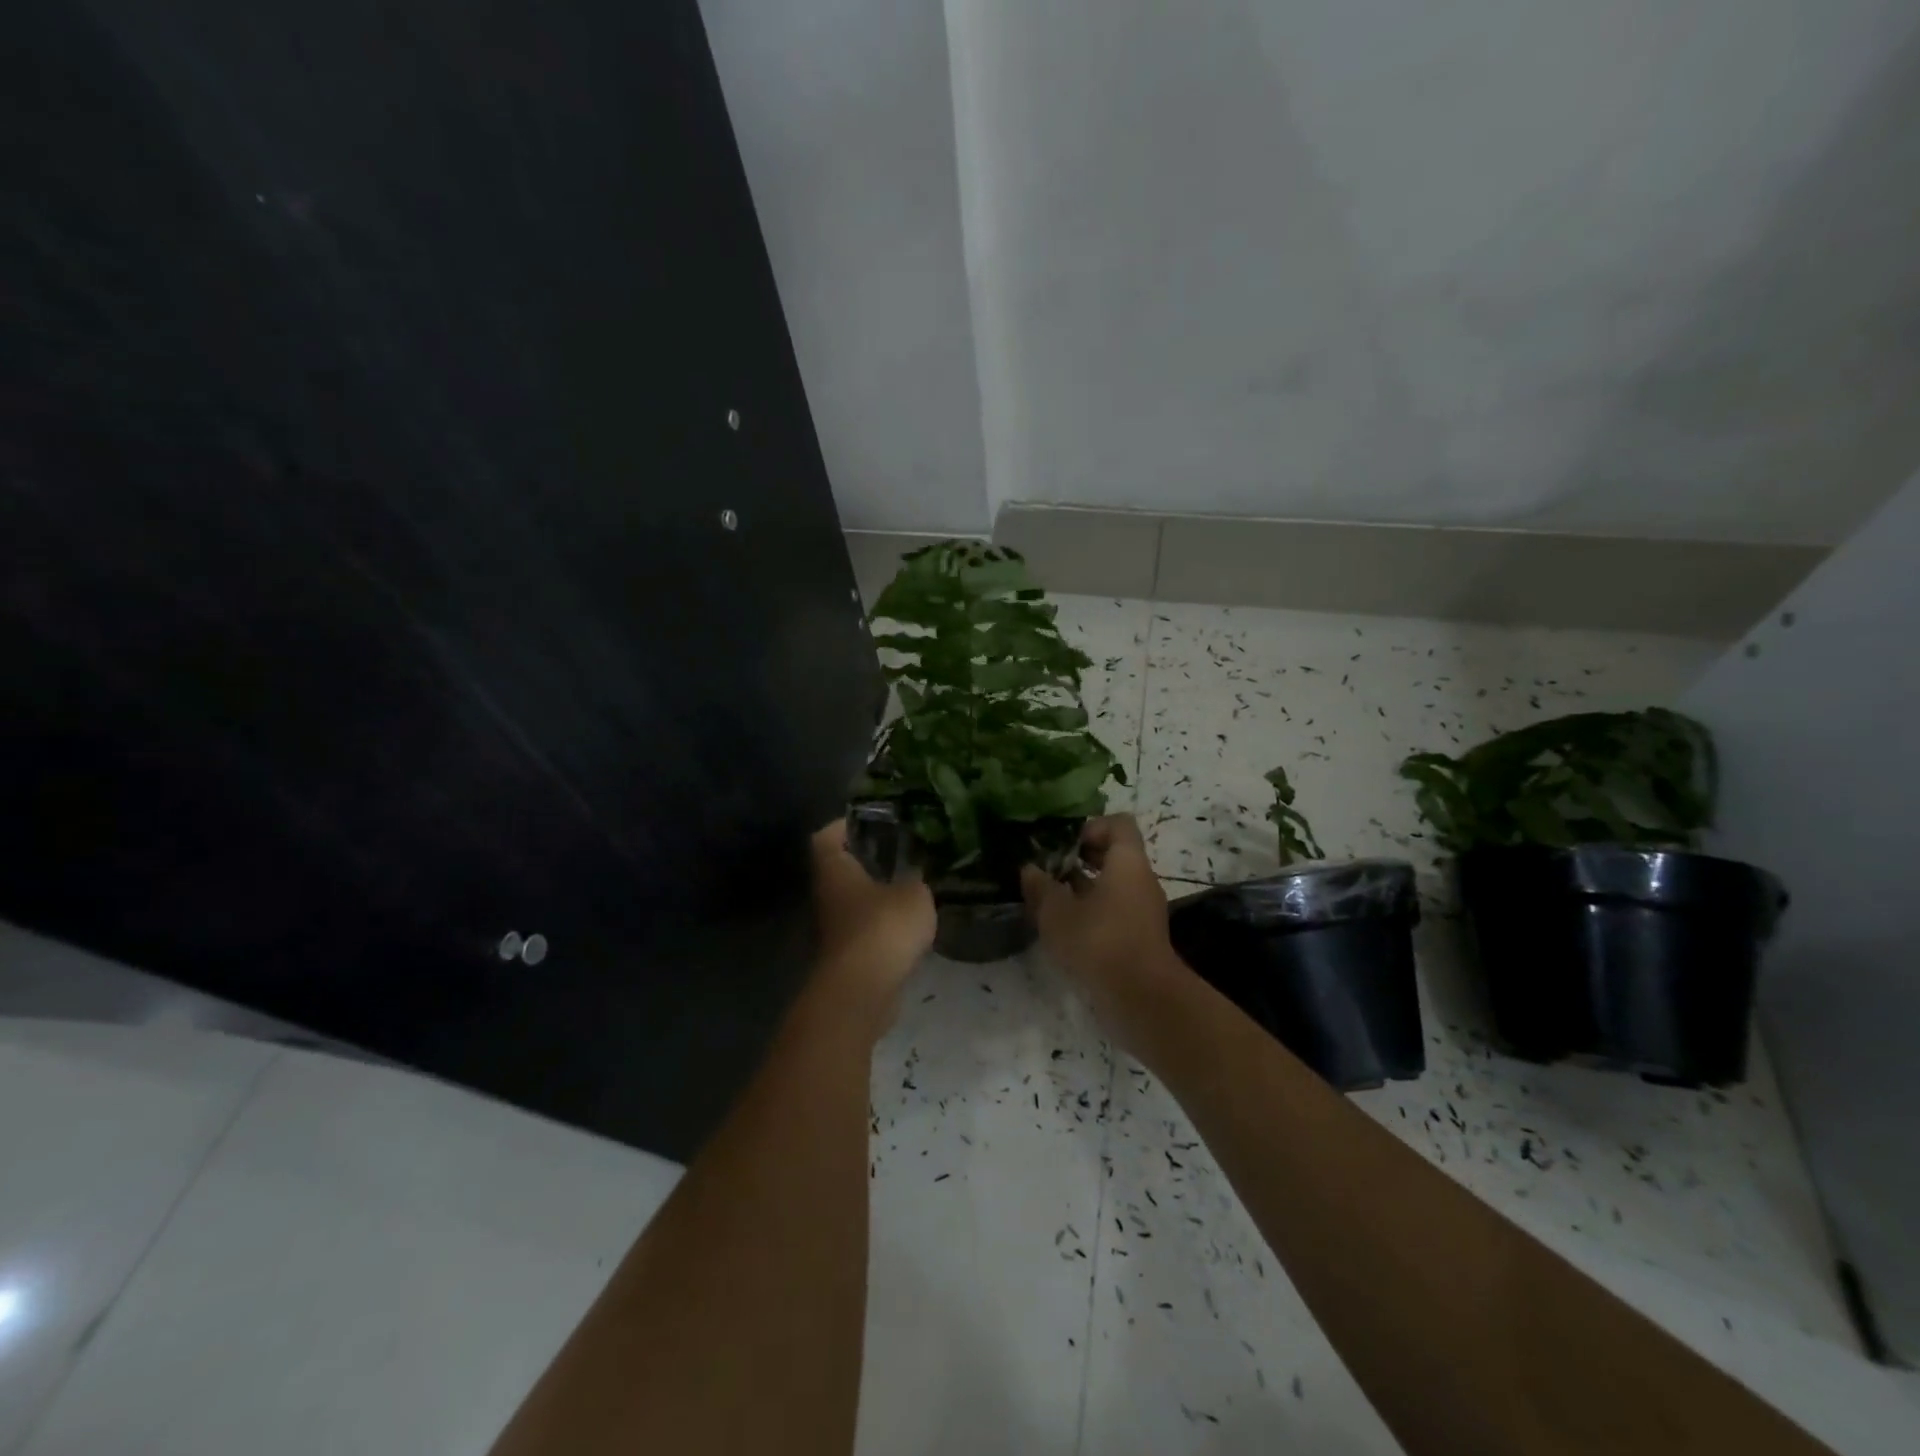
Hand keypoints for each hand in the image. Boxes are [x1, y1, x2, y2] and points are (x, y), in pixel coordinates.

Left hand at [808, 819, 935, 1019]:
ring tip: (913, 883)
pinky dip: (884, 923)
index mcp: (835, 870)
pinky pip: (866, 928)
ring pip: (855, 899)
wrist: (862, 992)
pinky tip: (911, 921)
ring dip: (878, 892)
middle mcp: (827, 895)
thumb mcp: (914, 893)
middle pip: (841, 868)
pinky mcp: (849, 955)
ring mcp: (835, 927)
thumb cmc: (882, 928)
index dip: (846, 824)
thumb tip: (916, 871)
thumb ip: (916, 877)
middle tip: (903, 849)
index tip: (874, 820)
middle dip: (868, 859)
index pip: (827, 836)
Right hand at [1021, 815, 1189, 1050]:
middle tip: (1048, 869)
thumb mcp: (1057, 913)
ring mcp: (1143, 910)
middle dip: (1079, 859)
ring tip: (1049, 899)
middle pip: (1114, 854)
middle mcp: (1140, 880)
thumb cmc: (1099, 942)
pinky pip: (1114, 911)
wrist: (1142, 999)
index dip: (1091, 827)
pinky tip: (1064, 928)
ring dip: (1082, 888)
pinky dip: (1091, 912)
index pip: (1118, 824)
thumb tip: (1029, 870)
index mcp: (1127, 862)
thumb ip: (1041, 887)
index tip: (1063, 844)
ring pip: (1112, 885)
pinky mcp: (1139, 936)